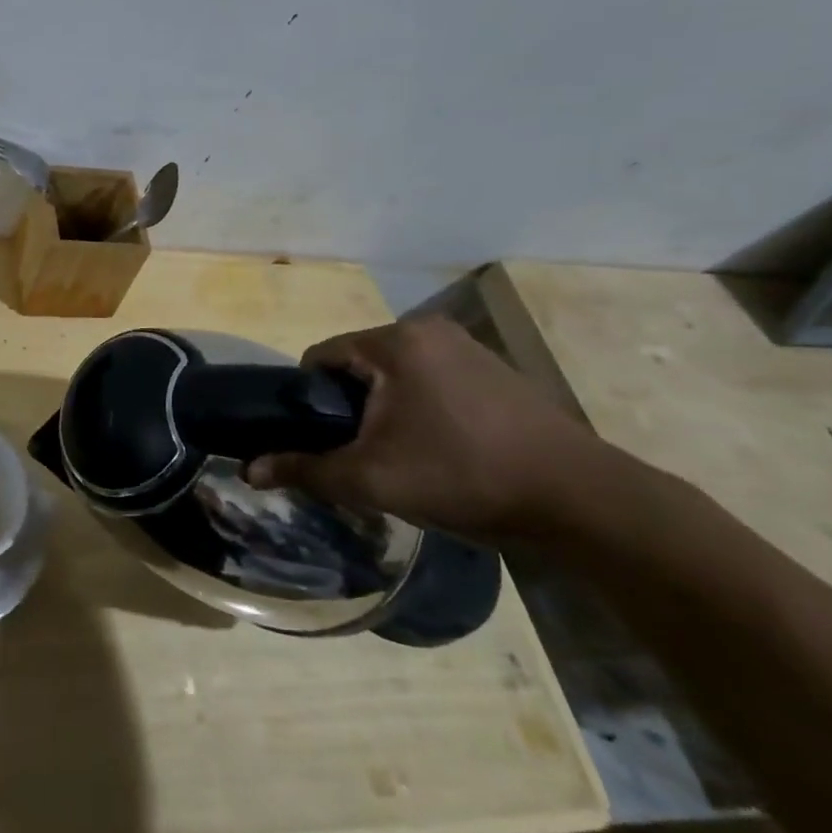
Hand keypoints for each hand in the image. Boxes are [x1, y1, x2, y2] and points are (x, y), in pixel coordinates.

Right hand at [245, 317, 613, 544]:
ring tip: (400, 455)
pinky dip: (420, 407)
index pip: (320, 357)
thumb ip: (305, 470)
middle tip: (360, 453)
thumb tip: (249, 471)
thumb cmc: (463, 477)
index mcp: (394, 342)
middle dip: (349, 406)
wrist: (582, 501)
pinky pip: (432, 380)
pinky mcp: (496, 370)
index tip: (320, 440)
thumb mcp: (372, 479)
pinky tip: (441, 449)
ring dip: (385, 408)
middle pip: (358, 364)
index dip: (308, 400)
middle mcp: (428, 330)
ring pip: (395, 373)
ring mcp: (468, 347)